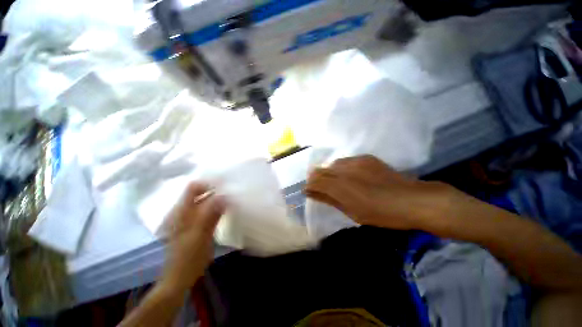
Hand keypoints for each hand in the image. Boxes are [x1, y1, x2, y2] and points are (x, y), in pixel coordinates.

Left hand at [160, 182, 225, 292]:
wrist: (180, 278)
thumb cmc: (188, 258)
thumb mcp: (201, 235)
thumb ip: (211, 214)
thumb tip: (224, 196)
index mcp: (183, 211)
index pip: (194, 187)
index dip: (208, 183)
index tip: (225, 184)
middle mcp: (185, 211)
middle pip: (200, 193)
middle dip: (216, 190)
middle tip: (232, 191)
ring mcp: (190, 218)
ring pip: (205, 202)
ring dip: (217, 199)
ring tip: (232, 199)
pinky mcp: (196, 225)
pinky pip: (207, 210)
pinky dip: (216, 208)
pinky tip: (226, 210)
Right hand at [305, 155, 455, 229]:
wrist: (412, 200)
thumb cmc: (380, 214)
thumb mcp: (352, 212)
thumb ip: (330, 199)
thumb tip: (311, 193)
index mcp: (340, 188)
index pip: (315, 181)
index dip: (309, 186)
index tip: (308, 191)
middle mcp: (344, 171)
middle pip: (320, 170)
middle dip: (315, 179)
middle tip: (319, 188)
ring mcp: (355, 161)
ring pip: (332, 164)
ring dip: (329, 173)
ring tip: (336, 182)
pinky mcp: (365, 157)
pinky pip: (346, 161)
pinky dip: (342, 169)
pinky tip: (350, 176)